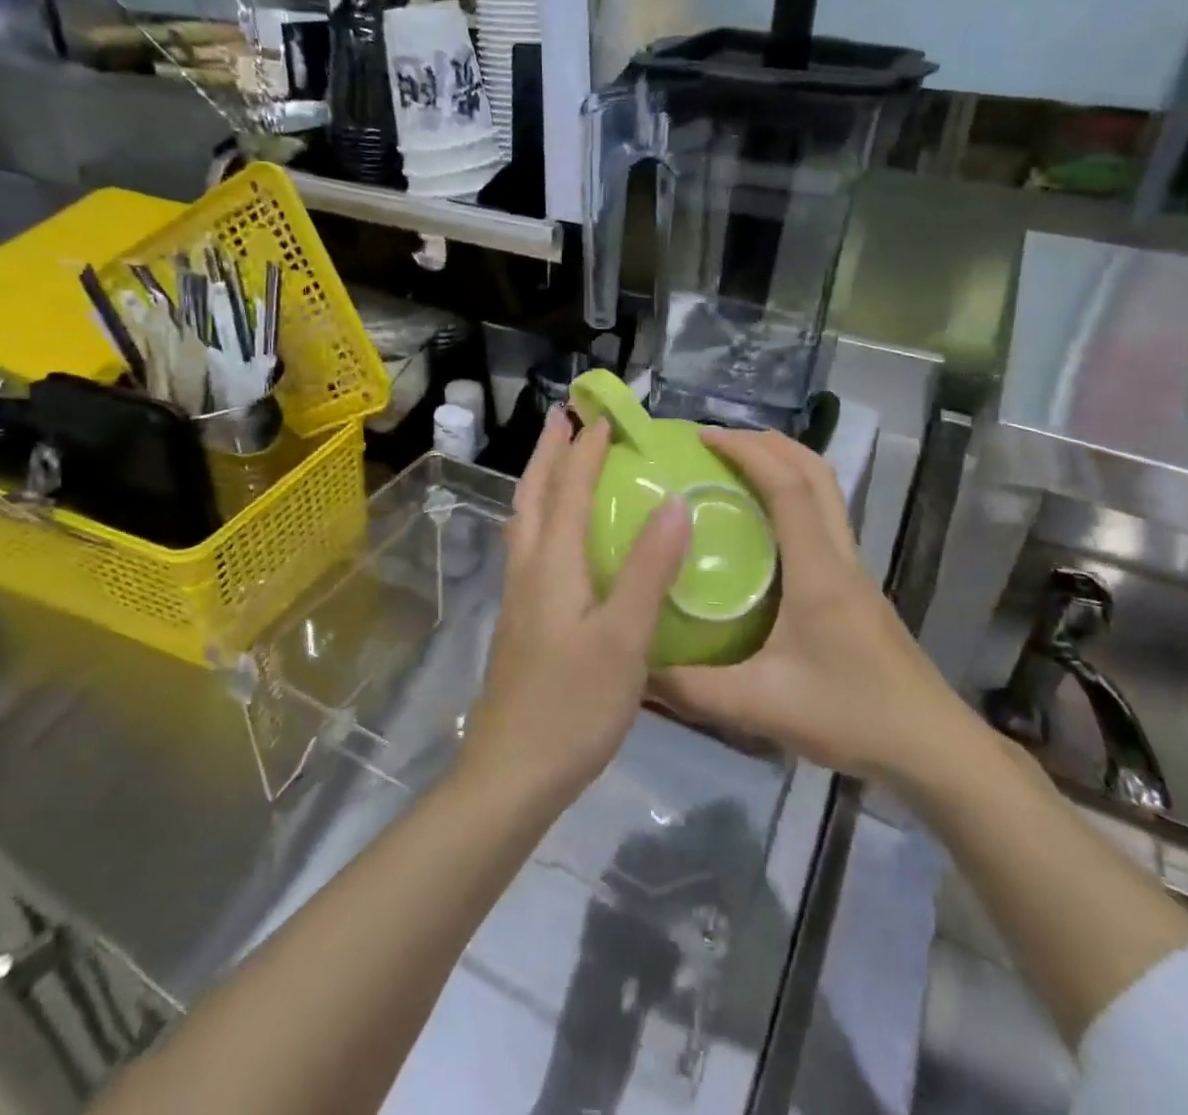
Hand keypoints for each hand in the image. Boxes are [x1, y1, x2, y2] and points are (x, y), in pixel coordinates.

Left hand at [460, 409, 691, 812]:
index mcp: (551, 564)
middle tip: (563, 418)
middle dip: (548, 452)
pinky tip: (558, 537)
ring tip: (558, 462)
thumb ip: (648, 569)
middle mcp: (528, 569)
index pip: (568, 490)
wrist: (513, 773)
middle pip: (533, 495)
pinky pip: (529, 547)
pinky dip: (542, 518)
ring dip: (540, 482)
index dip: (585, 449)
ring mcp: (519, 597)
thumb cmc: (573, 705)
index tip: (601, 414)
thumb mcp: (624, 638)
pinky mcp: (520, 621)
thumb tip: (675, 502)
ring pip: (524, 521)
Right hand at [652, 429, 977, 789]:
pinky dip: (794, 498)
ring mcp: (855, 570)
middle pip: (816, 473)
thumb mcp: (762, 707)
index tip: (704, 437)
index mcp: (818, 571)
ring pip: (827, 493)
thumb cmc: (852, 717)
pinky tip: (763, 528)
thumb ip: (695, 690)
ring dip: (785, 465)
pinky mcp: (858, 588)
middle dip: (768, 444)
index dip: (747, 451)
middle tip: (718, 443)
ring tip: (736, 470)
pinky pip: (825, 520)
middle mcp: (840, 557)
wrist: (933, 748)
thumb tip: (638, 668)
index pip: (788, 487)